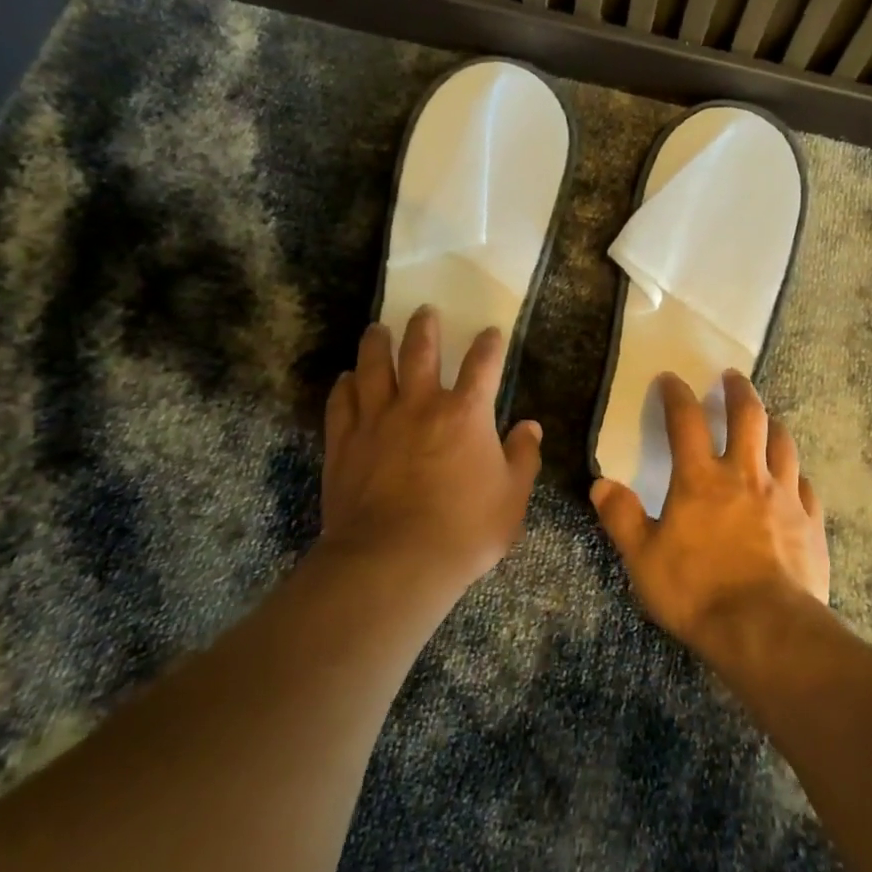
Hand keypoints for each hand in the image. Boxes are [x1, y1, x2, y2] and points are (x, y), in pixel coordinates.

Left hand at [321, 306, 543, 589]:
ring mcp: (377, 420)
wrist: (393, 561)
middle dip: (425, 327)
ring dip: (377, 343)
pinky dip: (344, 386)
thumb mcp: (512, 499)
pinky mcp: (344, 442)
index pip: (482, 365)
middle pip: (420, 351)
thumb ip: (523, 458)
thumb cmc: (464, 531)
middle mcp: (420, 404)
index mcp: (466, 413)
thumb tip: (530, 427)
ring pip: (374, 367)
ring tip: (377, 328)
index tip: (490, 332)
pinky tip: (346, 378)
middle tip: (425, 311)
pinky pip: (341, 403)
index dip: (488, 345)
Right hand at [591, 370, 829, 661]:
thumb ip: (622, 518)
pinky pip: (805, 485)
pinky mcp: (810, 521)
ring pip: (783, 443)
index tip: (670, 378)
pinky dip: (796, 474)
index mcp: (700, 479)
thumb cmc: (697, 592)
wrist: (766, 630)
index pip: (685, 421)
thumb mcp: (643, 559)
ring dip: (772, 424)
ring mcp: (784, 495)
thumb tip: (601, 485)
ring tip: (767, 418)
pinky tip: (794, 479)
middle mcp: (745, 475)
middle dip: (738, 390)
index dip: (676, 395)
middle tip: (733, 376)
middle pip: (747, 416)